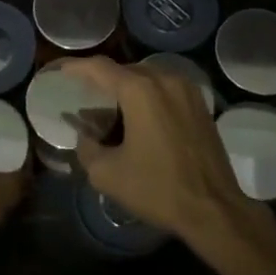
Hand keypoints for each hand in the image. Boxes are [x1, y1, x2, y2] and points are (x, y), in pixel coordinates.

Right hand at [59, 57, 261, 252]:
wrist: (214, 208)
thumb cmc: (158, 188)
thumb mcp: (108, 174)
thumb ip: (87, 148)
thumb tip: (84, 135)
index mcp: (140, 90)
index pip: (100, 67)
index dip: (77, 67)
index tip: (62, 70)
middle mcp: (164, 79)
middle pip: (125, 70)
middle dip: (103, 80)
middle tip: (86, 96)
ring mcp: (186, 89)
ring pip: (148, 77)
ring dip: (128, 88)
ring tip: (113, 108)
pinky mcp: (200, 103)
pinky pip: (166, 88)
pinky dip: (149, 95)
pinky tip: (141, 118)